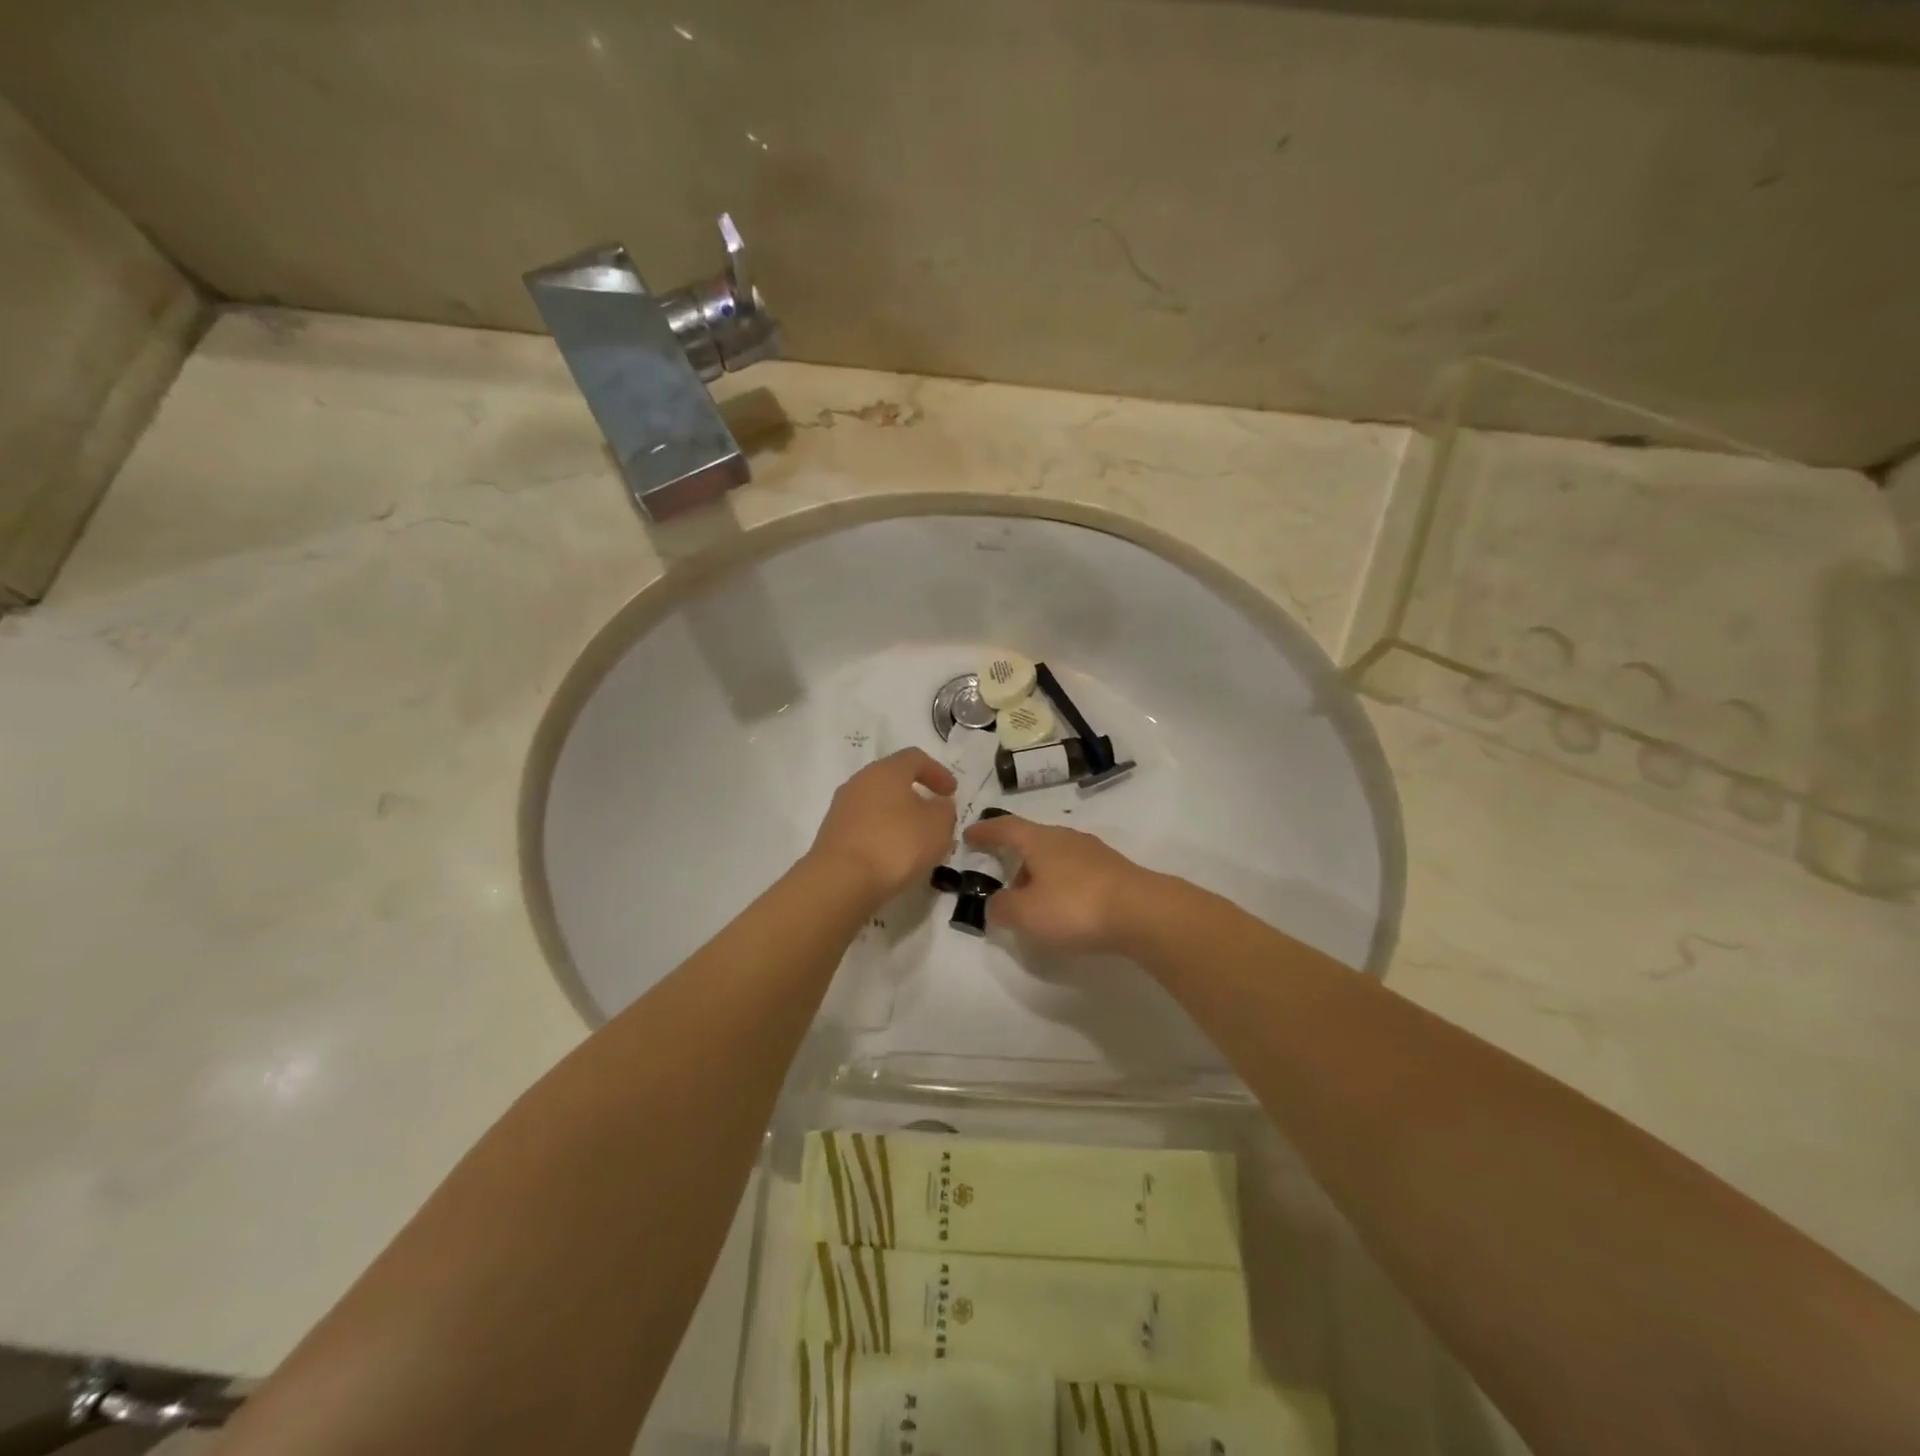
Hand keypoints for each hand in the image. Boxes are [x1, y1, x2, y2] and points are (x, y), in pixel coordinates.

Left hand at [808, 748, 957, 903]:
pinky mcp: (832, 835)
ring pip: (879, 806)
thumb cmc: (896, 844)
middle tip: (936, 818)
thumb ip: (944, 810)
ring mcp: (842, 808)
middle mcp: (860, 782)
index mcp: (886, 770)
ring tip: (918, 844)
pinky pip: (865, 828)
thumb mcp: (937, 826)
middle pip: (893, 781)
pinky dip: (883, 836)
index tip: (952, 793)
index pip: (915, 758)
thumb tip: (937, 804)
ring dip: (900, 820)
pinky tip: (895, 858)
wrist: (841, 881)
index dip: (937, 772)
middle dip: (918, 798)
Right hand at [962, 815, 1155, 953]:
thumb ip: (1002, 907)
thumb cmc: (1075, 906)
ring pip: (1056, 856)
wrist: (1142, 912)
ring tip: (1032, 898)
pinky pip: (1076, 872)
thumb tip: (995, 903)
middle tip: (1002, 875)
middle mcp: (1066, 838)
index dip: (985, 831)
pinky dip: (1062, 884)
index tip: (969, 834)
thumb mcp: (1026, 914)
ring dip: (1039, 873)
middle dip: (1015, 856)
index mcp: (1040, 840)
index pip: (1005, 828)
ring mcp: (1094, 853)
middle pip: (1033, 840)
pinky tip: (1064, 906)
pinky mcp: (1114, 871)